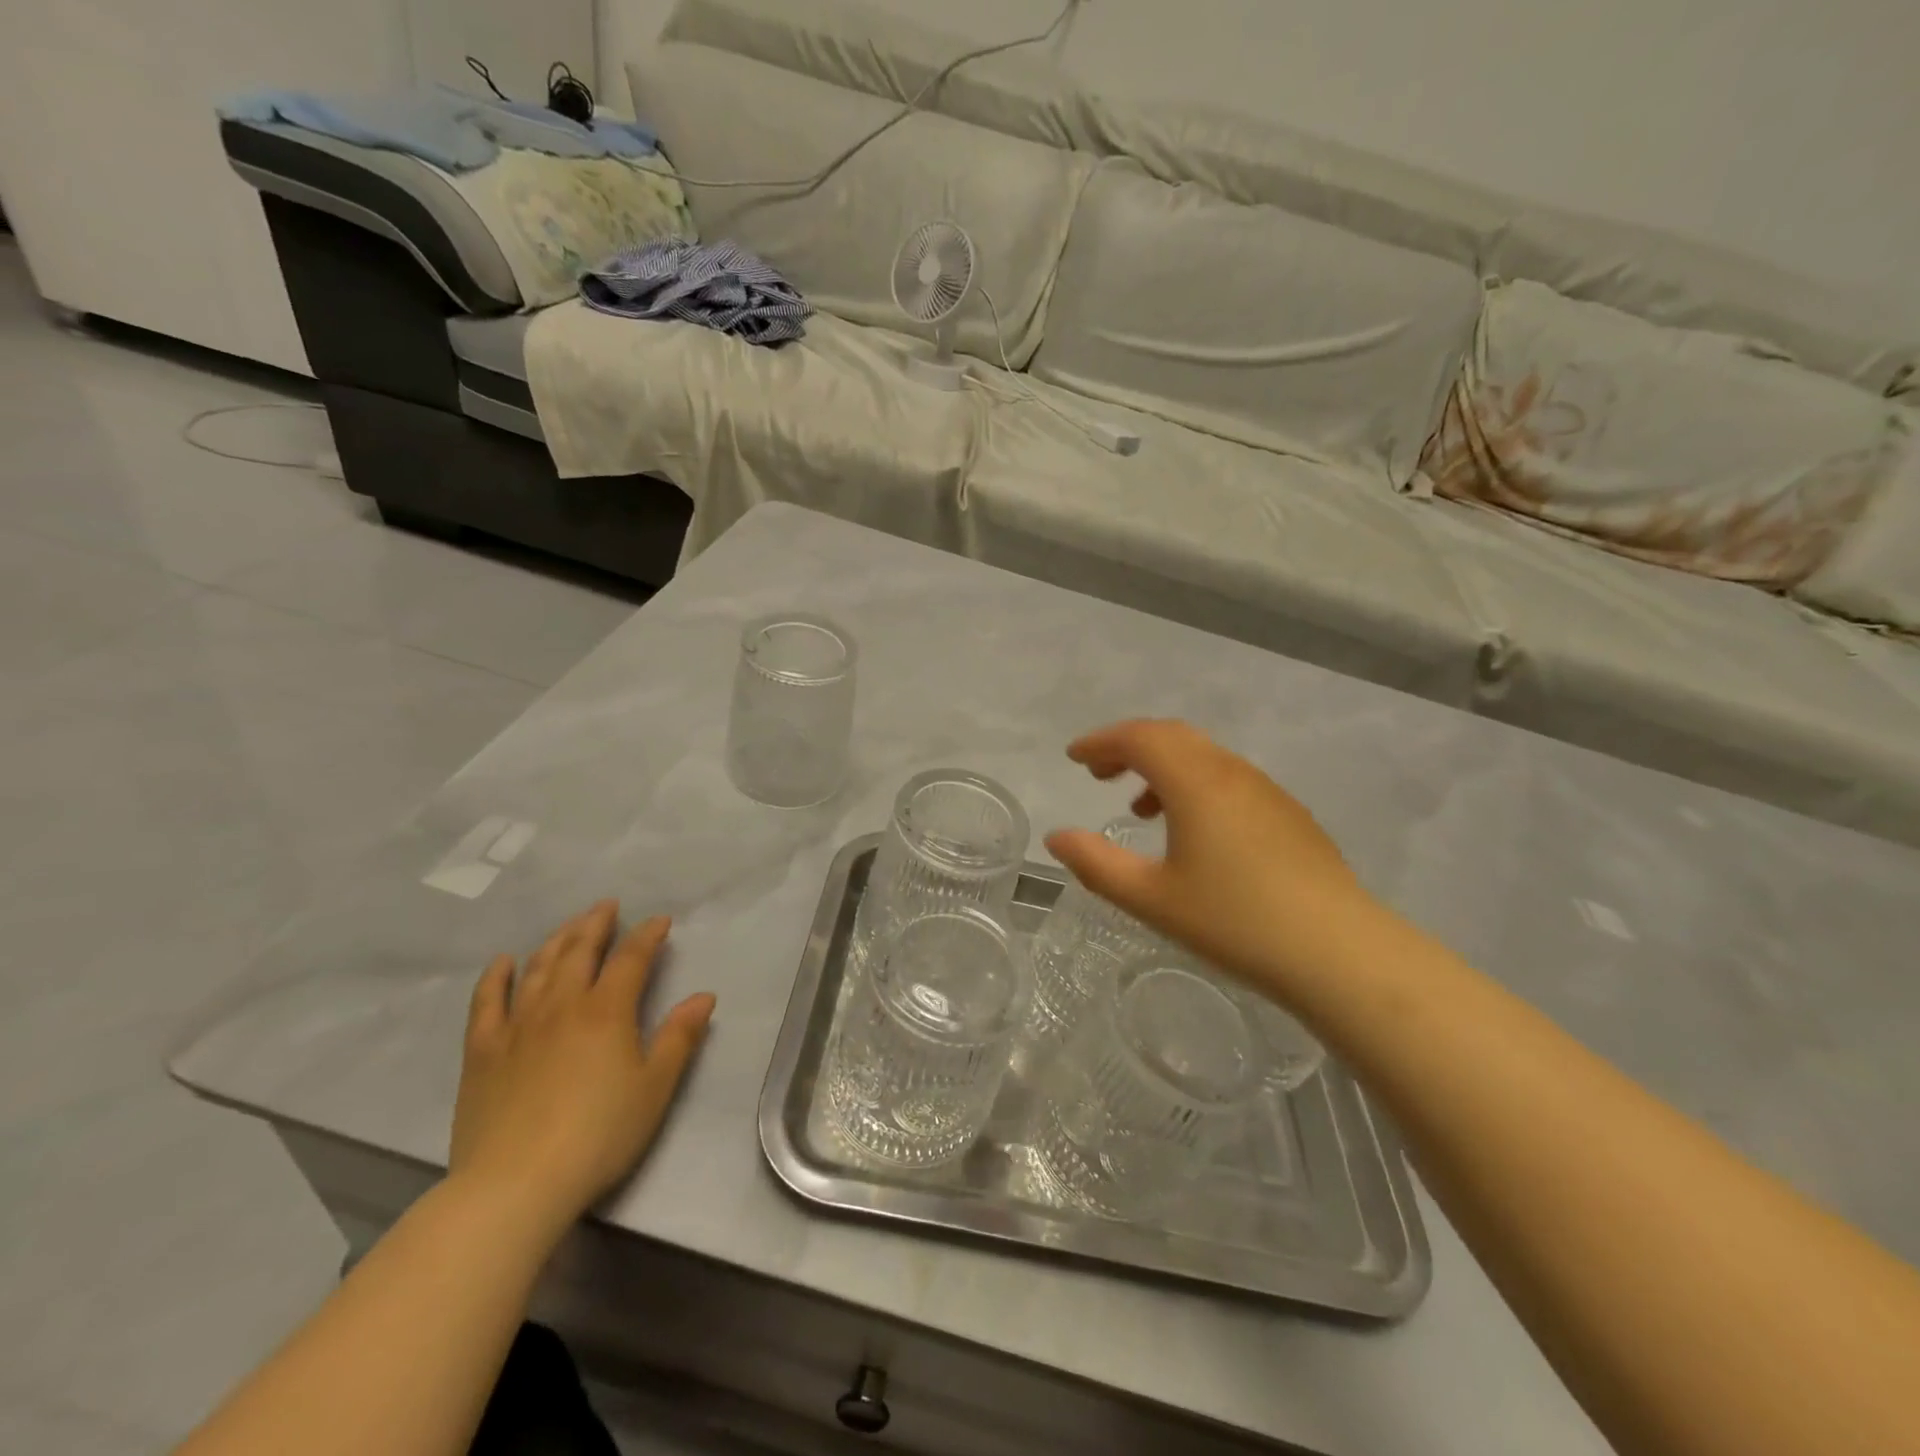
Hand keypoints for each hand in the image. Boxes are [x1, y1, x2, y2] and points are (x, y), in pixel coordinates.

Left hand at [450, 901, 715, 1230]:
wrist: (515, 1185)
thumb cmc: (598, 1135)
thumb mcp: (654, 1088)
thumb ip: (679, 1037)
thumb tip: (703, 996)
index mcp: (607, 1011)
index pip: (631, 958)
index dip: (647, 935)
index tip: (659, 921)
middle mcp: (562, 1005)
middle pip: (579, 951)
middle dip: (597, 924)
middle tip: (607, 906)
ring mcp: (517, 1026)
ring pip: (538, 968)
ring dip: (557, 940)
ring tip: (570, 926)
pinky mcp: (482, 1051)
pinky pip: (486, 1002)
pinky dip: (496, 977)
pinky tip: (504, 961)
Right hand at [1044, 720, 1377, 996]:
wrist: (1338, 951)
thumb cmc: (1234, 921)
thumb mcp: (1151, 898)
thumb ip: (1096, 863)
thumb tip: (1057, 838)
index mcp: (1195, 781)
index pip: (1139, 737)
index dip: (1100, 742)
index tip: (1073, 758)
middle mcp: (1230, 771)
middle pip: (1171, 736)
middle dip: (1128, 747)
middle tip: (1098, 773)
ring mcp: (1265, 790)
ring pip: (1203, 756)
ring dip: (1162, 767)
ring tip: (1140, 808)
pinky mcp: (1288, 813)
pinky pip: (1228, 778)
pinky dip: (1194, 784)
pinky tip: (1193, 830)